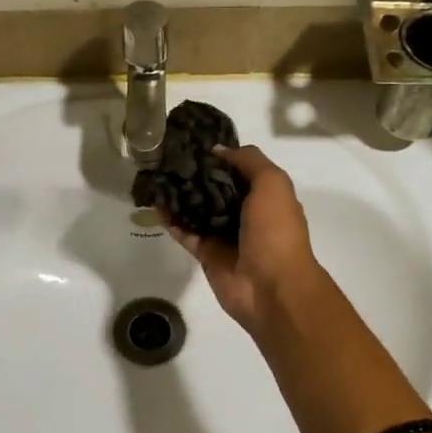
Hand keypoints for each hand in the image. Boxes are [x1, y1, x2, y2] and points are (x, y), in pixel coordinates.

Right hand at [165, 146, 317, 330]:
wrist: (271, 287)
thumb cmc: (276, 231)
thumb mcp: (272, 184)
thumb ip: (248, 161)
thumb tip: (219, 150)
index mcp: (266, 197)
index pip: (240, 171)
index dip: (220, 158)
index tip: (194, 145)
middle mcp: (247, 214)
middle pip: (216, 190)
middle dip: (196, 176)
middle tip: (167, 160)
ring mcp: (226, 236)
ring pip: (199, 211)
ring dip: (180, 198)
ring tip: (156, 178)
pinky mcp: (208, 255)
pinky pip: (187, 234)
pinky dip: (172, 222)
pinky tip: (155, 206)